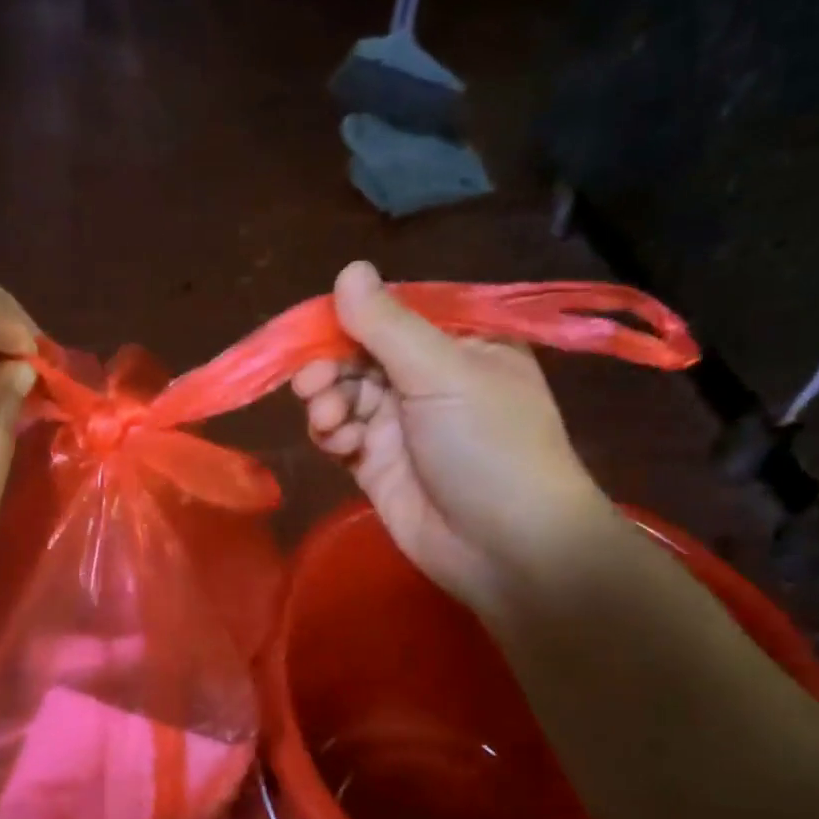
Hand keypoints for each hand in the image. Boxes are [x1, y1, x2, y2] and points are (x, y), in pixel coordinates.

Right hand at [292, 261, 608, 616]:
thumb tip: (349, 269)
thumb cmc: (488, 446)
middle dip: (331, 367)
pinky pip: (340, 434)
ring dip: (327, 403)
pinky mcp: (377, 464)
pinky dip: (332, 435)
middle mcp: (428, 379)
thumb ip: (388, 325)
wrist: (506, 548)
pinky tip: (340, 444)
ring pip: (343, 395)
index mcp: (459, 344)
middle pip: (359, 355)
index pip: (392, 315)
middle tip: (312, 385)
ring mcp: (401, 424)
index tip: (317, 329)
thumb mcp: (443, 373)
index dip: (350, 320)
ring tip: (331, 422)